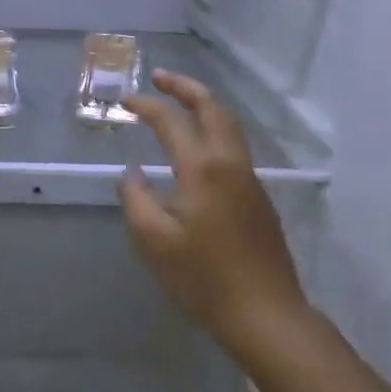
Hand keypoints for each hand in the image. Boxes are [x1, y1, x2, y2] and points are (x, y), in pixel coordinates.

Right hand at [118, 69, 307, 358]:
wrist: (266, 314)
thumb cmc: (204, 278)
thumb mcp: (154, 241)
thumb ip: (136, 200)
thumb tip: (132, 174)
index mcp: (202, 168)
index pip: (171, 121)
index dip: (145, 105)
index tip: (124, 100)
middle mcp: (230, 162)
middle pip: (212, 108)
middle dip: (185, 87)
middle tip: (160, 78)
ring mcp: (249, 178)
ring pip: (229, 125)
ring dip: (204, 105)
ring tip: (180, 102)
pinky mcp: (258, 197)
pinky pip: (235, 146)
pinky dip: (214, 128)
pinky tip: (199, 147)